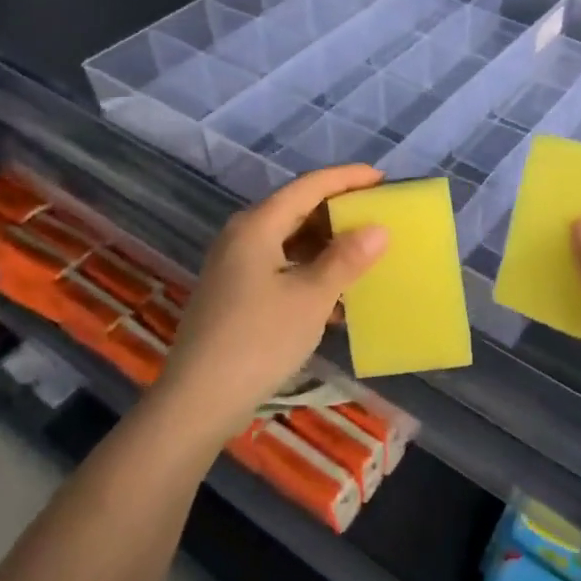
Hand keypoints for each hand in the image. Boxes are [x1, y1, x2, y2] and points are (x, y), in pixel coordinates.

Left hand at [158, 166, 388, 441]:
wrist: (198, 402)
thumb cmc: (258, 340)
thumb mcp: (311, 297)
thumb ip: (346, 259)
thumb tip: (378, 229)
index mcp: (257, 225)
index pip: (309, 186)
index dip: (347, 178)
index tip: (382, 179)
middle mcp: (242, 236)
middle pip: (297, 209)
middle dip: (338, 212)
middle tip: (377, 217)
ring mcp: (235, 265)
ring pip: (289, 240)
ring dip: (326, 246)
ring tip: (364, 255)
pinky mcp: (235, 293)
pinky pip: (280, 266)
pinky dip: (309, 271)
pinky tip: (336, 295)